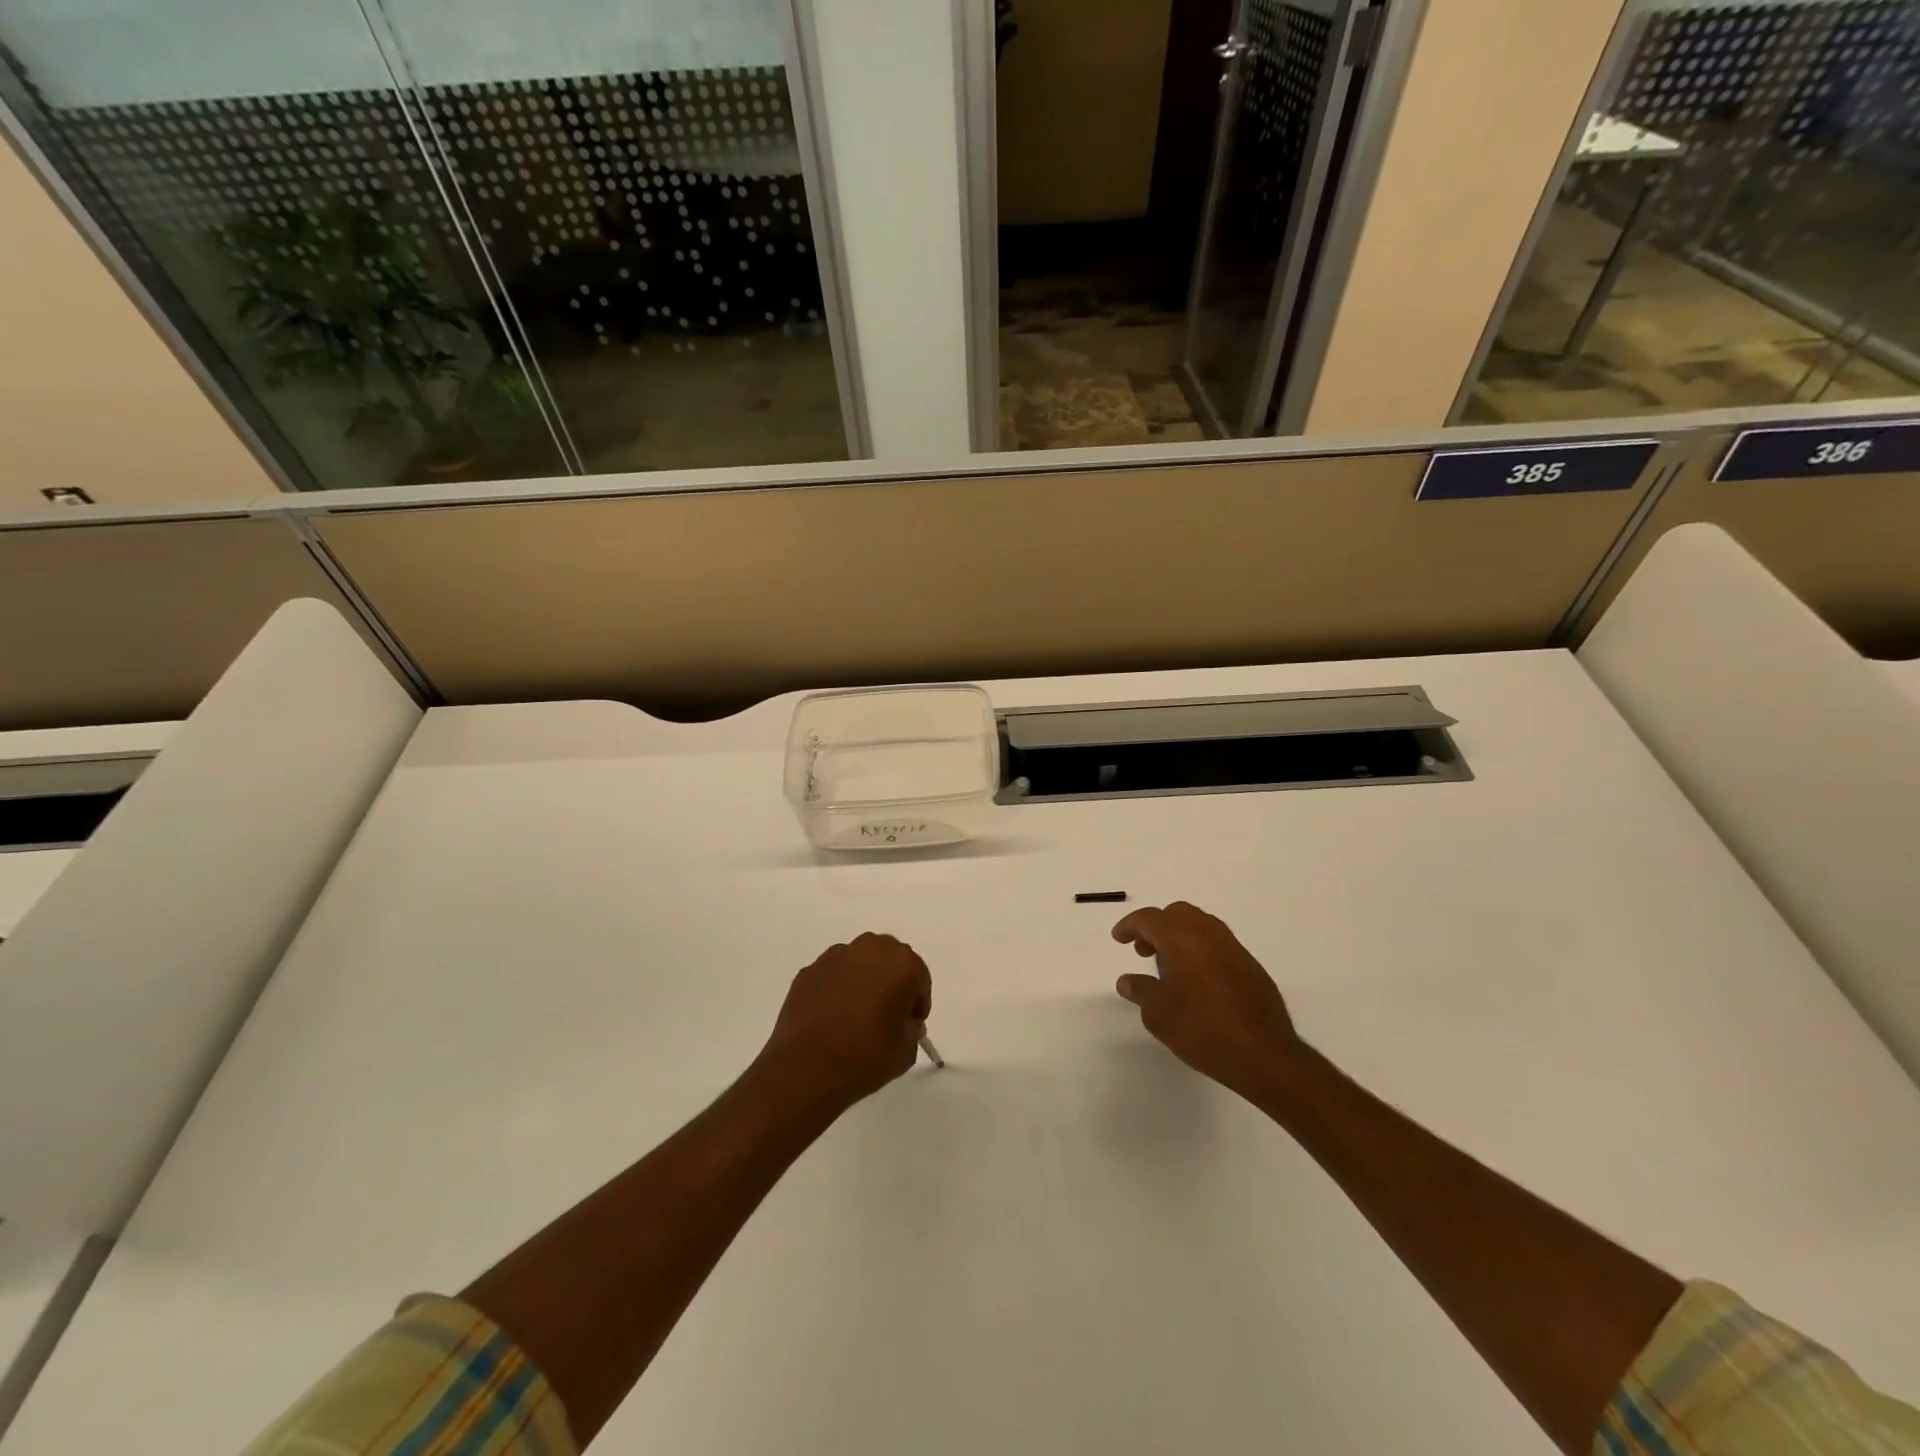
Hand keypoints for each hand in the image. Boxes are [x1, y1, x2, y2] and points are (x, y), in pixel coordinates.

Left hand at [759, 933, 932, 1109]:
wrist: (806, 1069)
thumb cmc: (865, 1058)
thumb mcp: (906, 1052)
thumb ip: (912, 1029)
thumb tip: (903, 1021)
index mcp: (902, 964)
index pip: (919, 977)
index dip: (916, 1002)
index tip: (910, 1024)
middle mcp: (870, 950)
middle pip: (889, 960)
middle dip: (891, 982)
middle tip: (886, 1014)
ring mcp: (835, 957)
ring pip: (859, 963)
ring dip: (863, 981)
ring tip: (856, 1015)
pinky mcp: (809, 970)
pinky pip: (833, 975)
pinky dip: (837, 988)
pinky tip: (831, 1017)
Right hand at [1113, 902, 1301, 1098]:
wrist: (1264, 1054)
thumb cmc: (1203, 1030)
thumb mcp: (1159, 1014)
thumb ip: (1140, 991)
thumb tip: (1127, 981)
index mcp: (1182, 939)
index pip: (1149, 919)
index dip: (1130, 926)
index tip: (1119, 938)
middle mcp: (1208, 934)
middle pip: (1177, 914)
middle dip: (1157, 927)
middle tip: (1144, 951)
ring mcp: (1233, 948)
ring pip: (1200, 925)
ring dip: (1180, 936)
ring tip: (1169, 966)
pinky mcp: (1250, 965)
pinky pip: (1218, 943)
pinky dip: (1200, 949)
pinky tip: (1197, 980)